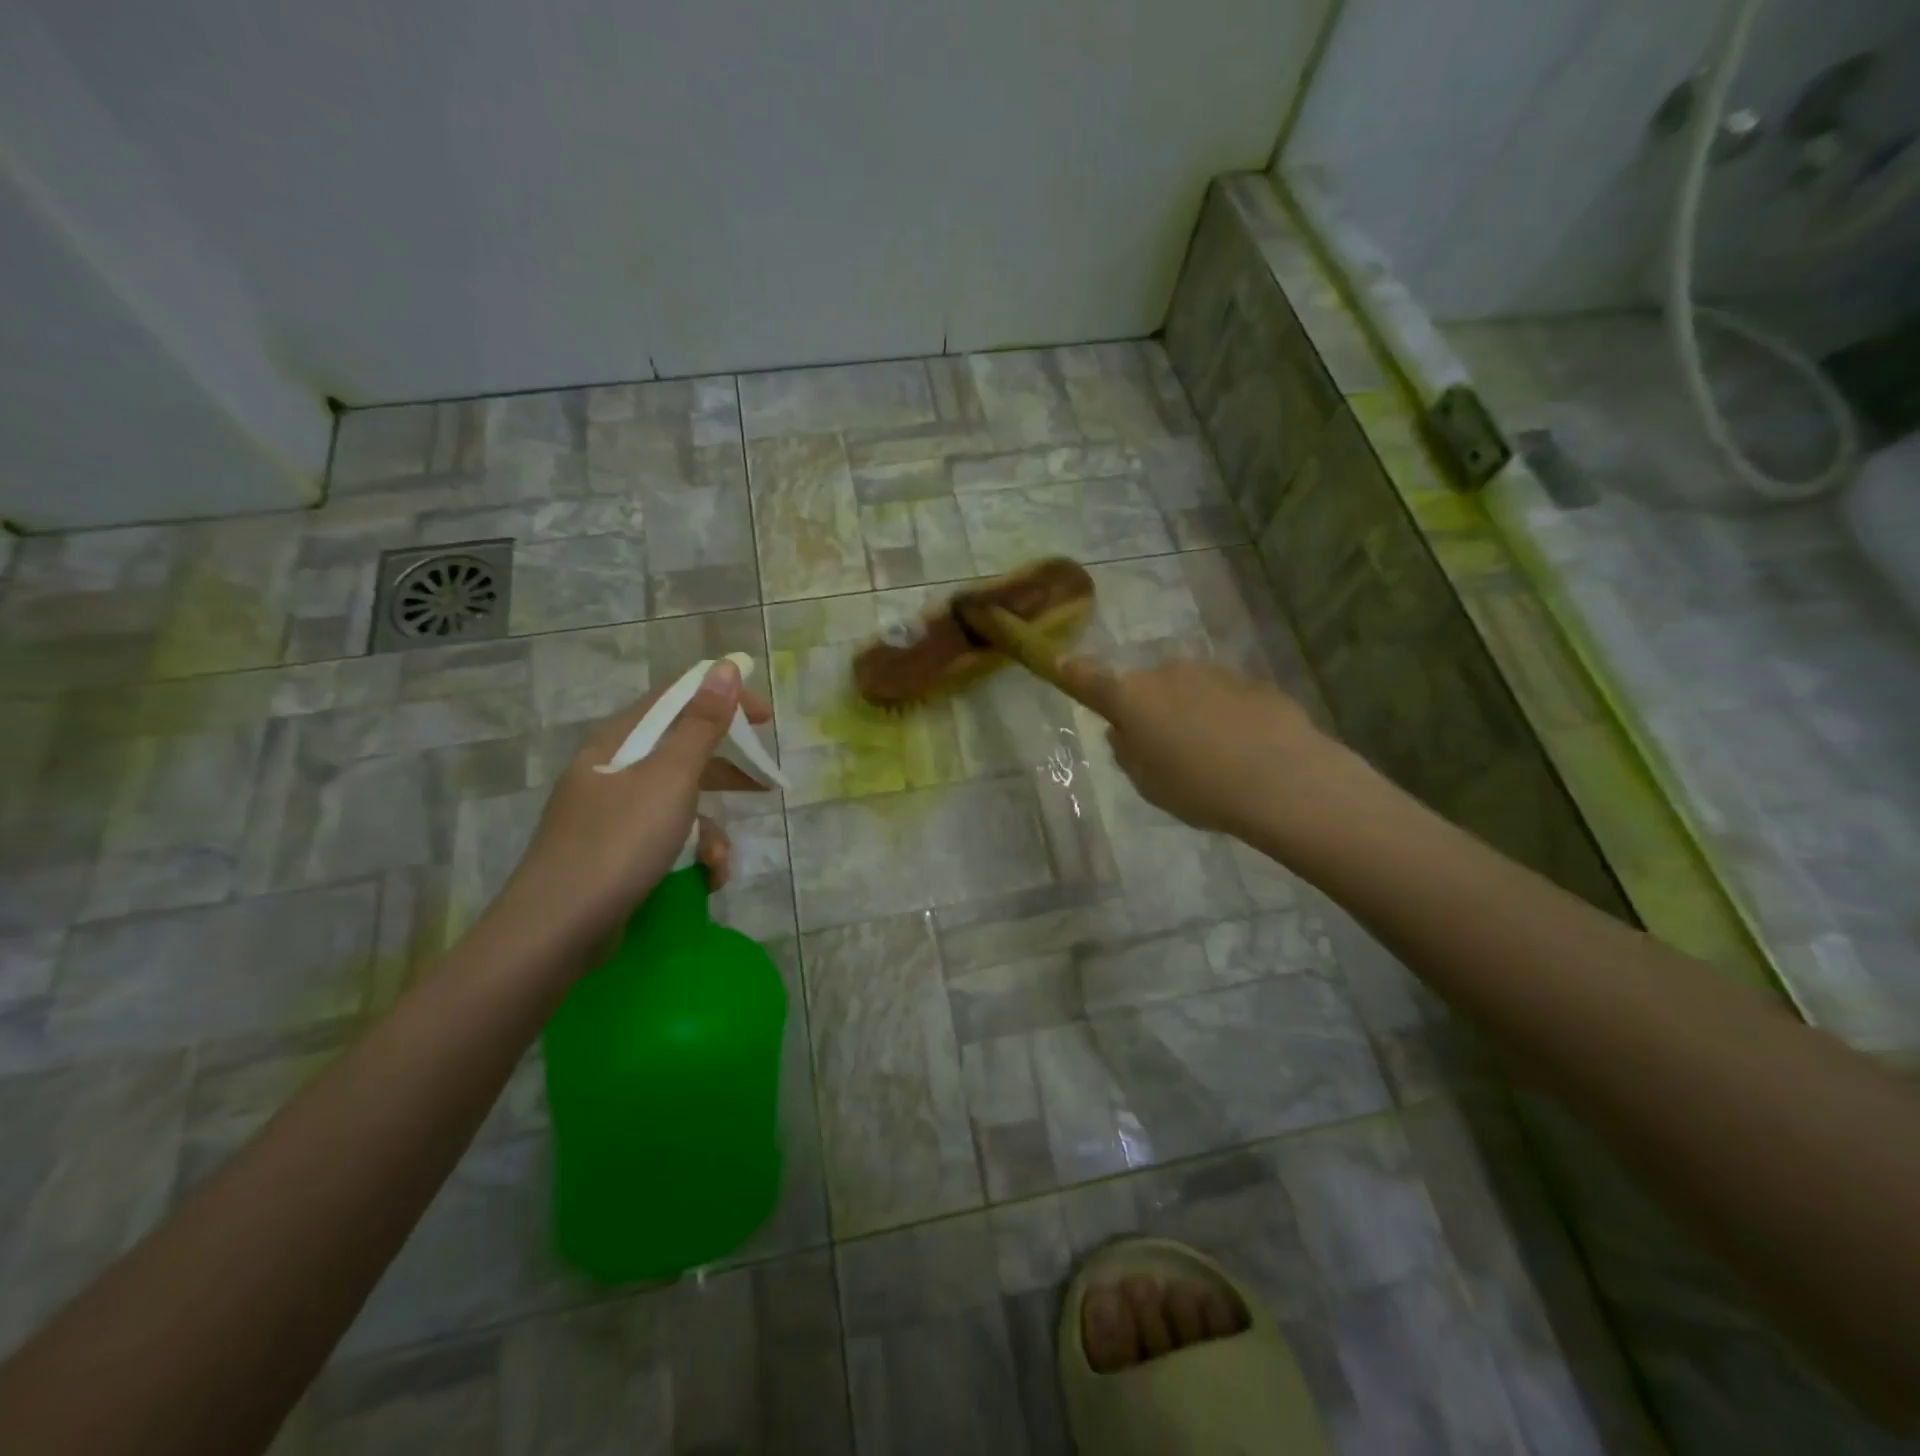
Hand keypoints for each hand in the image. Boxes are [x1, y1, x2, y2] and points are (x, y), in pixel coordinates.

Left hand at [490, 660, 773, 960]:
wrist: (557, 930)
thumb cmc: (619, 842)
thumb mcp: (670, 778)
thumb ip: (702, 724)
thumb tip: (724, 668)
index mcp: (617, 741)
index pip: (676, 700)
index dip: (723, 699)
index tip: (765, 717)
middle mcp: (611, 770)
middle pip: (681, 752)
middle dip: (727, 771)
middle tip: (766, 782)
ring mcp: (610, 814)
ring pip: (678, 803)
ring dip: (709, 830)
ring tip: (719, 861)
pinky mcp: (613, 853)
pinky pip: (664, 838)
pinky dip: (688, 855)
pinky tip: (703, 879)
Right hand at [1055, 656, 1339, 839]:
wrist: (1283, 780)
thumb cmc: (1200, 789)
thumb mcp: (1148, 784)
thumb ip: (1127, 751)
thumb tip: (1124, 730)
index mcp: (1132, 698)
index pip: (1090, 678)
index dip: (1074, 673)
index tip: (1063, 665)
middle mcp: (1167, 674)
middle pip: (1145, 687)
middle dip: (1148, 708)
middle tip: (1164, 749)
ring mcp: (1212, 672)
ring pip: (1185, 689)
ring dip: (1187, 710)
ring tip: (1211, 754)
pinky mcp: (1250, 680)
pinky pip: (1222, 696)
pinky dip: (1222, 714)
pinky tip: (1242, 747)